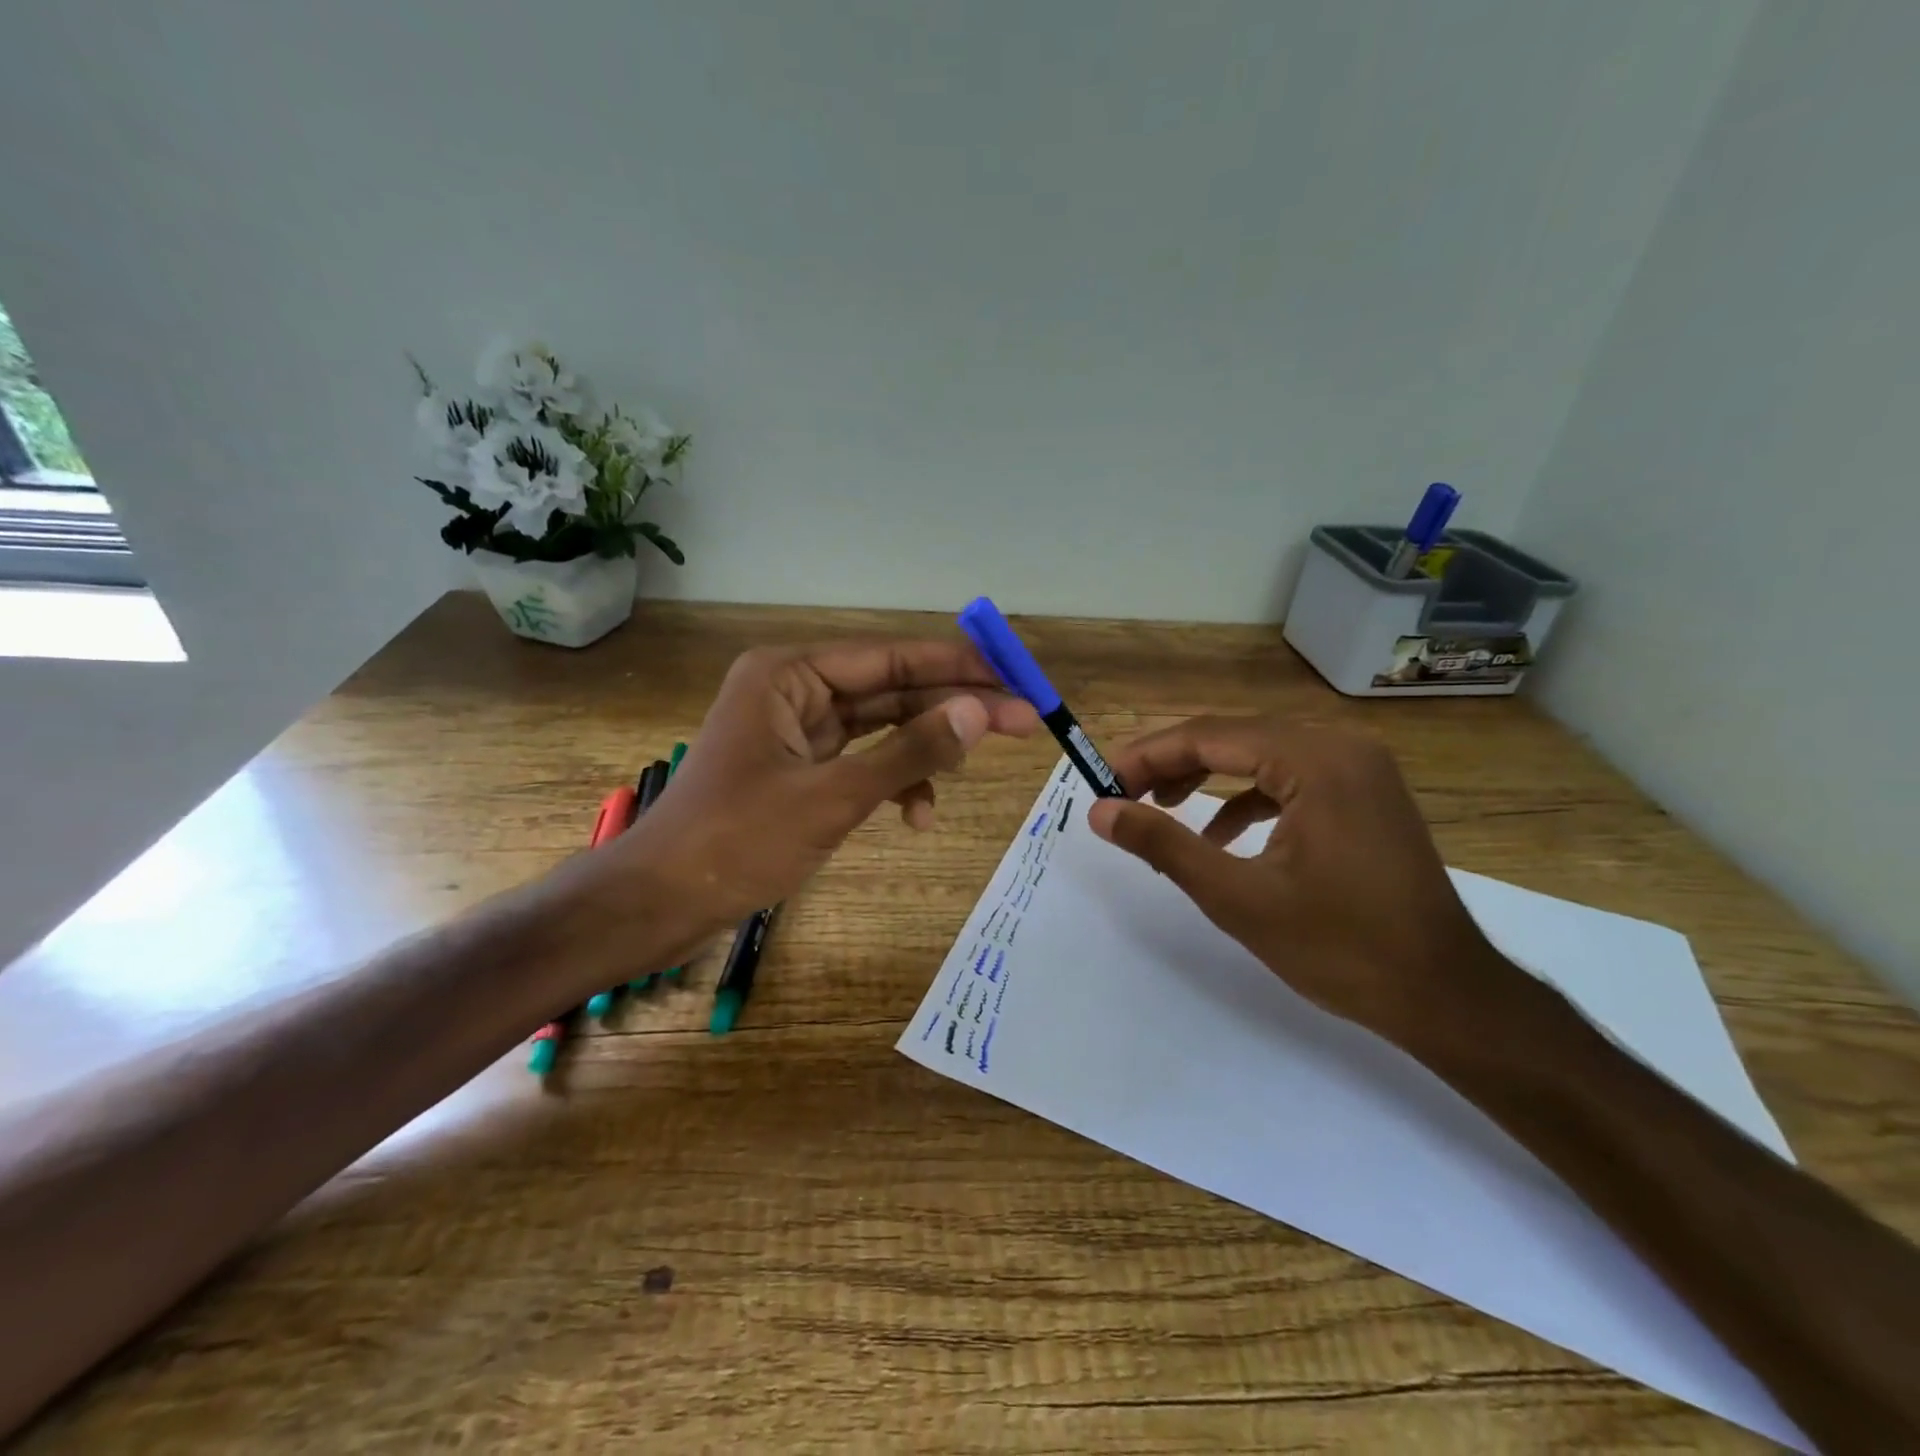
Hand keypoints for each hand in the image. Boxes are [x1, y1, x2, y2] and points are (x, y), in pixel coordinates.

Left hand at [605, 640, 1039, 931]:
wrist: (663, 901)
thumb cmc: (737, 841)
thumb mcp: (833, 796)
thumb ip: (909, 752)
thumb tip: (979, 712)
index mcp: (790, 673)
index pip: (891, 658)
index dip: (958, 666)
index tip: (1015, 676)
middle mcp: (795, 688)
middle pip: (892, 689)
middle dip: (953, 709)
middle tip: (1023, 720)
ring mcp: (798, 729)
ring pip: (882, 726)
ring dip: (925, 750)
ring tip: (971, 773)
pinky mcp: (801, 766)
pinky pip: (862, 760)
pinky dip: (893, 782)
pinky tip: (917, 815)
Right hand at [1087, 718, 1507, 1051]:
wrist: (1445, 995)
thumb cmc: (1340, 947)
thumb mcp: (1236, 897)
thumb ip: (1162, 844)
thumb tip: (1100, 811)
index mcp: (1314, 760)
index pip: (1208, 735)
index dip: (1147, 756)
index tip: (1102, 782)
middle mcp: (1340, 746)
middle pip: (1233, 737)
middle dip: (1172, 765)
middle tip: (1124, 796)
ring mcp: (1358, 768)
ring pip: (1259, 755)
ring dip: (1206, 778)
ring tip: (1161, 810)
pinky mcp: (1364, 794)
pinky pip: (1289, 779)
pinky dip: (1247, 799)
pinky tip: (1220, 836)